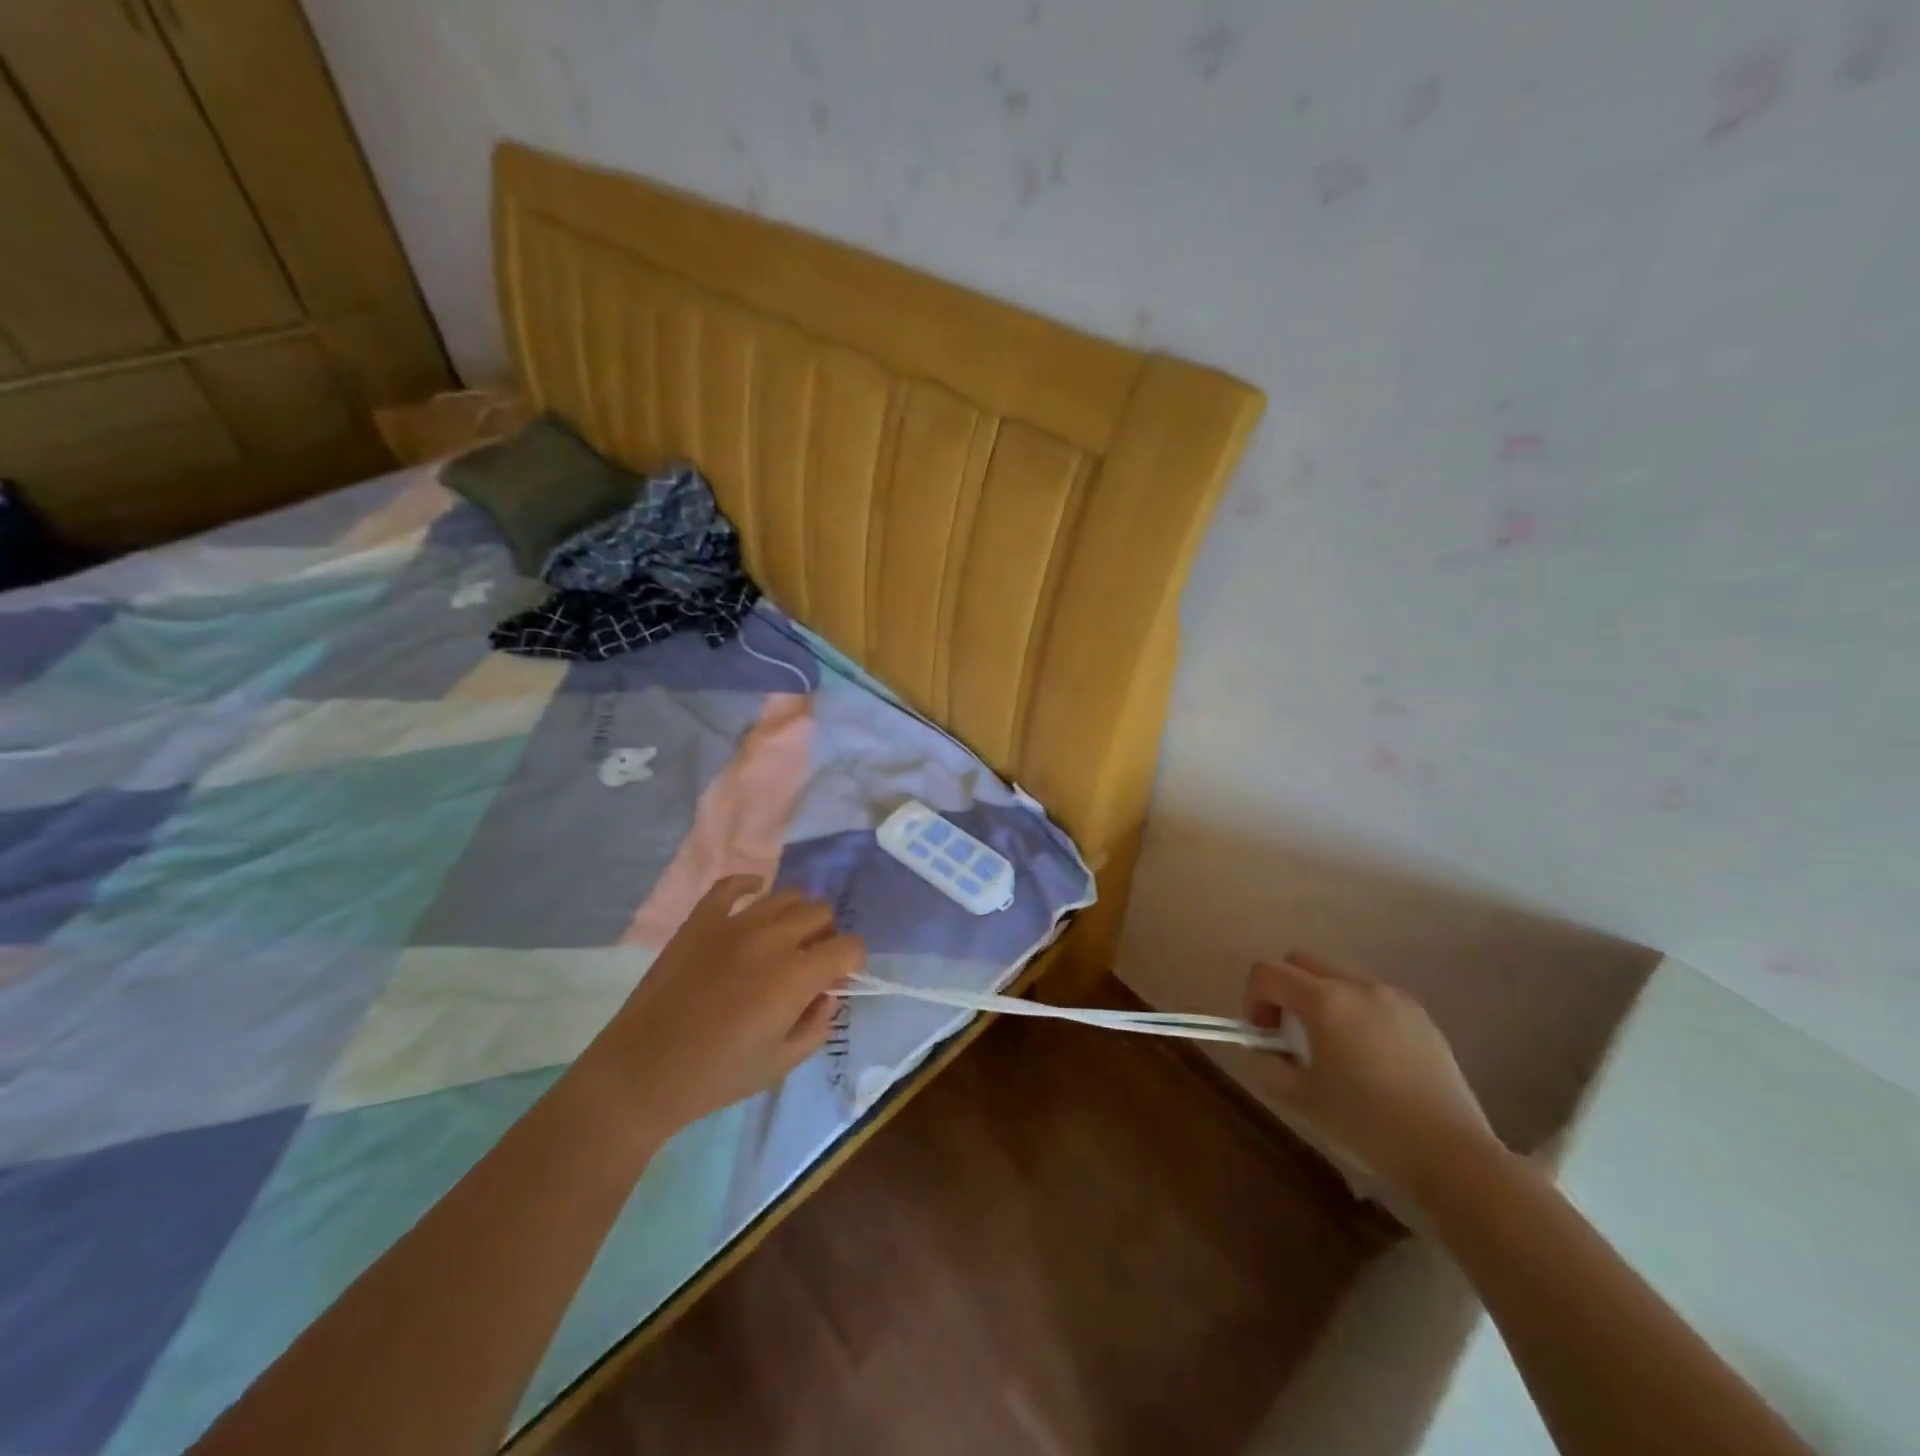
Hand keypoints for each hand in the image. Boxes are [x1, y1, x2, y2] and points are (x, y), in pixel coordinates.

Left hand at [583, 877, 864, 1139]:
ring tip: (783, 939)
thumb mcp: (781, 1064)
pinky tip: (754, 896)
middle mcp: (772, 939)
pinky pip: (732, 885)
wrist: (642, 1072)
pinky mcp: (701, 920)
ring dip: (795, 915)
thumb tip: (826, 996)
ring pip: (786, 896)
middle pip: (821, 914)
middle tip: (809, 962)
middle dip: (826, 936)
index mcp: (796, 976)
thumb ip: (817, 1026)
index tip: (839, 979)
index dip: (852, 963)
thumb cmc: (717, 1076)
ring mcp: (734, 923)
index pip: (849, 947)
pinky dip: (750, 886)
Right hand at [1244, 952, 1498, 1202]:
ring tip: (1331, 1048)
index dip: (1253, 998)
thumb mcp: (1300, 1100)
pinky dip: (1354, 1012)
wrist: (1453, 1156)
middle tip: (1288, 1035)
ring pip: (1337, 977)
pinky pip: (1371, 997)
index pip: (1267, 972)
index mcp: (1326, 1001)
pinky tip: (1368, 1058)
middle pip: (1301, 962)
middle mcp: (1358, 986)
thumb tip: (1262, 1049)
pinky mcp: (1421, 1016)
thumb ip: (1267, 1065)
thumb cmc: (1368, 1126)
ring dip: (1319, 1000)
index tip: (1263, 1036)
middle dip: (1284, 991)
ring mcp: (1394, 998)